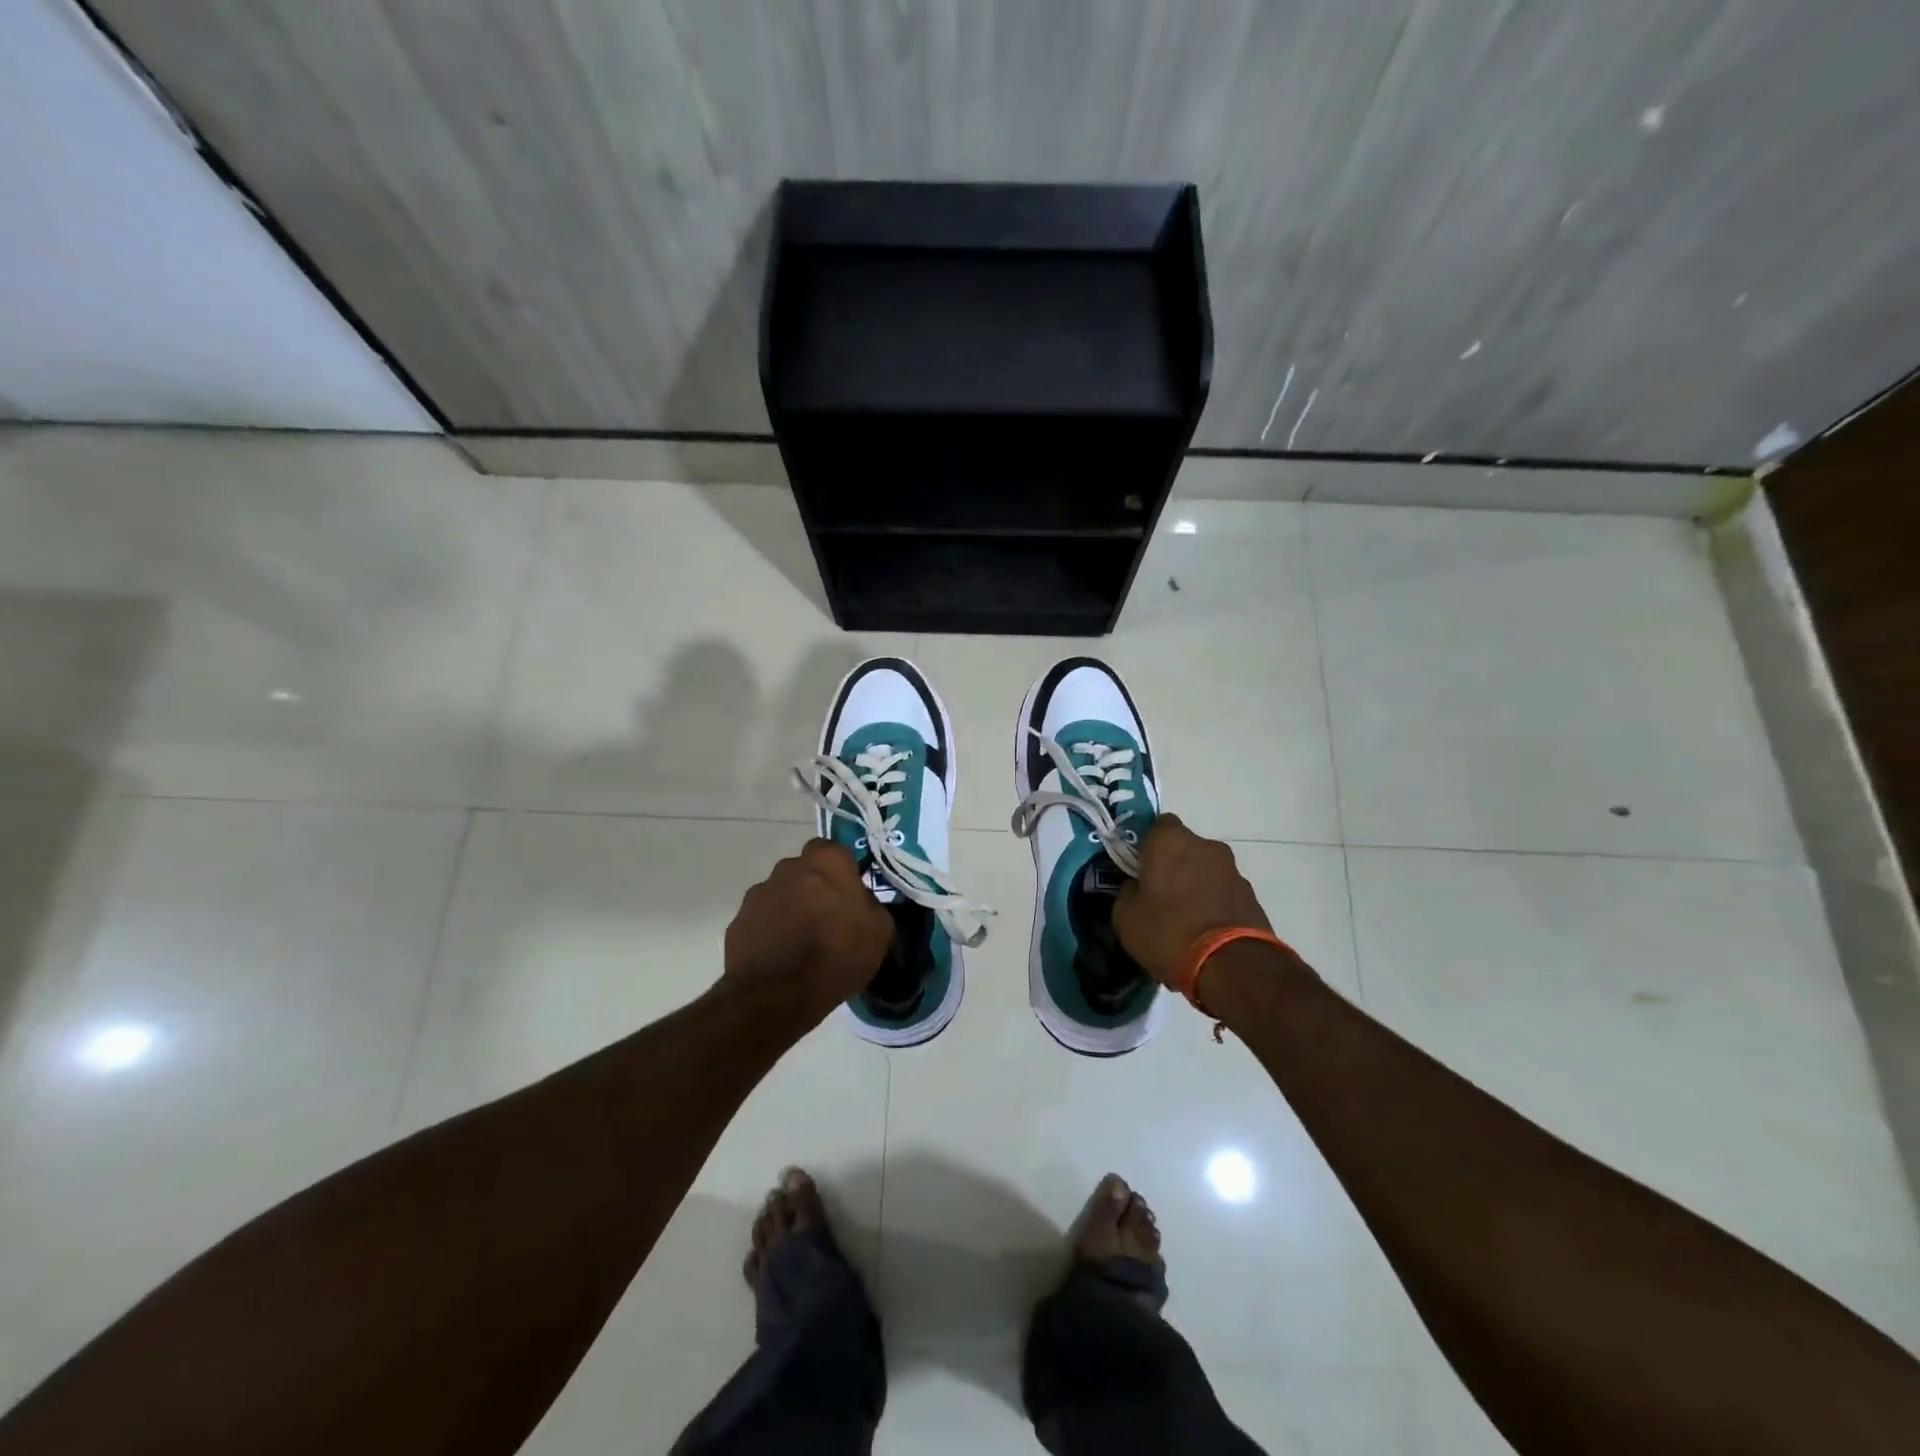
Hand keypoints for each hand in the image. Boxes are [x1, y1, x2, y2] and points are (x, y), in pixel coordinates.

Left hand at [722, 840, 891, 1021]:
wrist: (778, 995)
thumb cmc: (837, 955)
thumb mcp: (880, 931)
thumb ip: (870, 904)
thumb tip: (859, 901)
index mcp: (826, 861)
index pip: (833, 851)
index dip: (840, 872)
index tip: (848, 896)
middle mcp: (788, 867)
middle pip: (805, 871)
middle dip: (814, 889)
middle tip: (827, 920)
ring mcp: (758, 893)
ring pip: (781, 895)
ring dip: (791, 910)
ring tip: (801, 945)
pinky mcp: (738, 921)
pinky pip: (761, 920)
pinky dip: (770, 932)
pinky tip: (781, 958)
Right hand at [1113, 814, 1273, 986]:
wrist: (1232, 967)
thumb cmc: (1169, 932)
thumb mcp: (1126, 918)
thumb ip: (1127, 893)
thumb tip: (1136, 888)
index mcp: (1169, 841)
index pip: (1156, 825)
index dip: (1147, 845)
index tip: (1139, 869)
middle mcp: (1205, 846)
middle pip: (1183, 847)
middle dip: (1173, 865)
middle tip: (1159, 895)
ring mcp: (1232, 870)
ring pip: (1205, 870)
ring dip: (1195, 885)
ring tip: (1184, 920)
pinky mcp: (1251, 895)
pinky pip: (1222, 892)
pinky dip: (1213, 903)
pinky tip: (1204, 931)